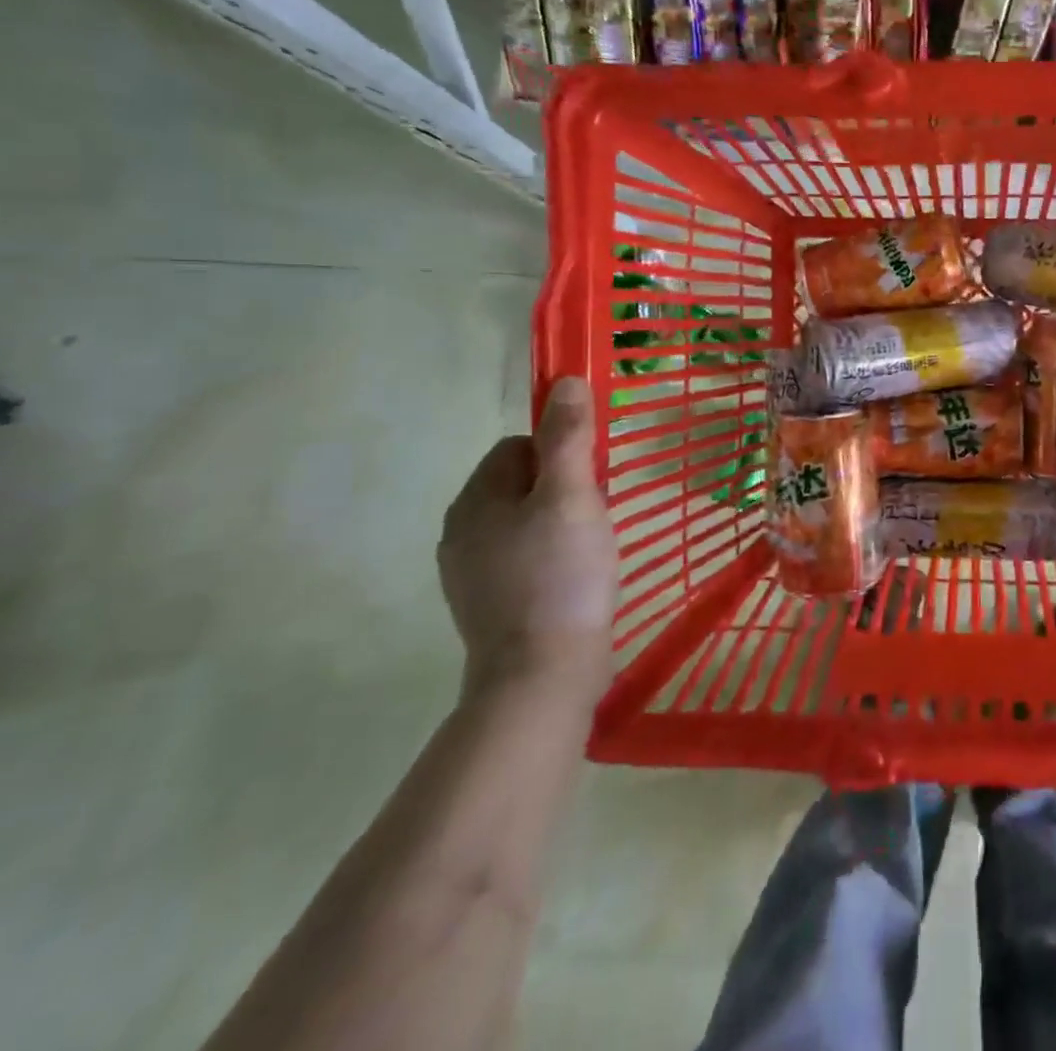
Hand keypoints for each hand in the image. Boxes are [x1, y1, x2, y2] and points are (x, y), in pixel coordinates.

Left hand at [437, 377, 619, 701]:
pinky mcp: (488, 605)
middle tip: (594, 518)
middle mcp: (461, 532)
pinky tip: (575, 580)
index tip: (591, 483)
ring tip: (589, 551)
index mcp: (474, 500)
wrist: (541, 674)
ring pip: (524, 523)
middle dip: (563, 491)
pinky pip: (523, 558)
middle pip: (521, 484)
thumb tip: (565, 381)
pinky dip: (550, 559)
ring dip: (559, 524)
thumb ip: (569, 437)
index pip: (518, 446)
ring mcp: (470, 573)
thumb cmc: (561, 574)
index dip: (560, 454)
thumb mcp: (573, 496)